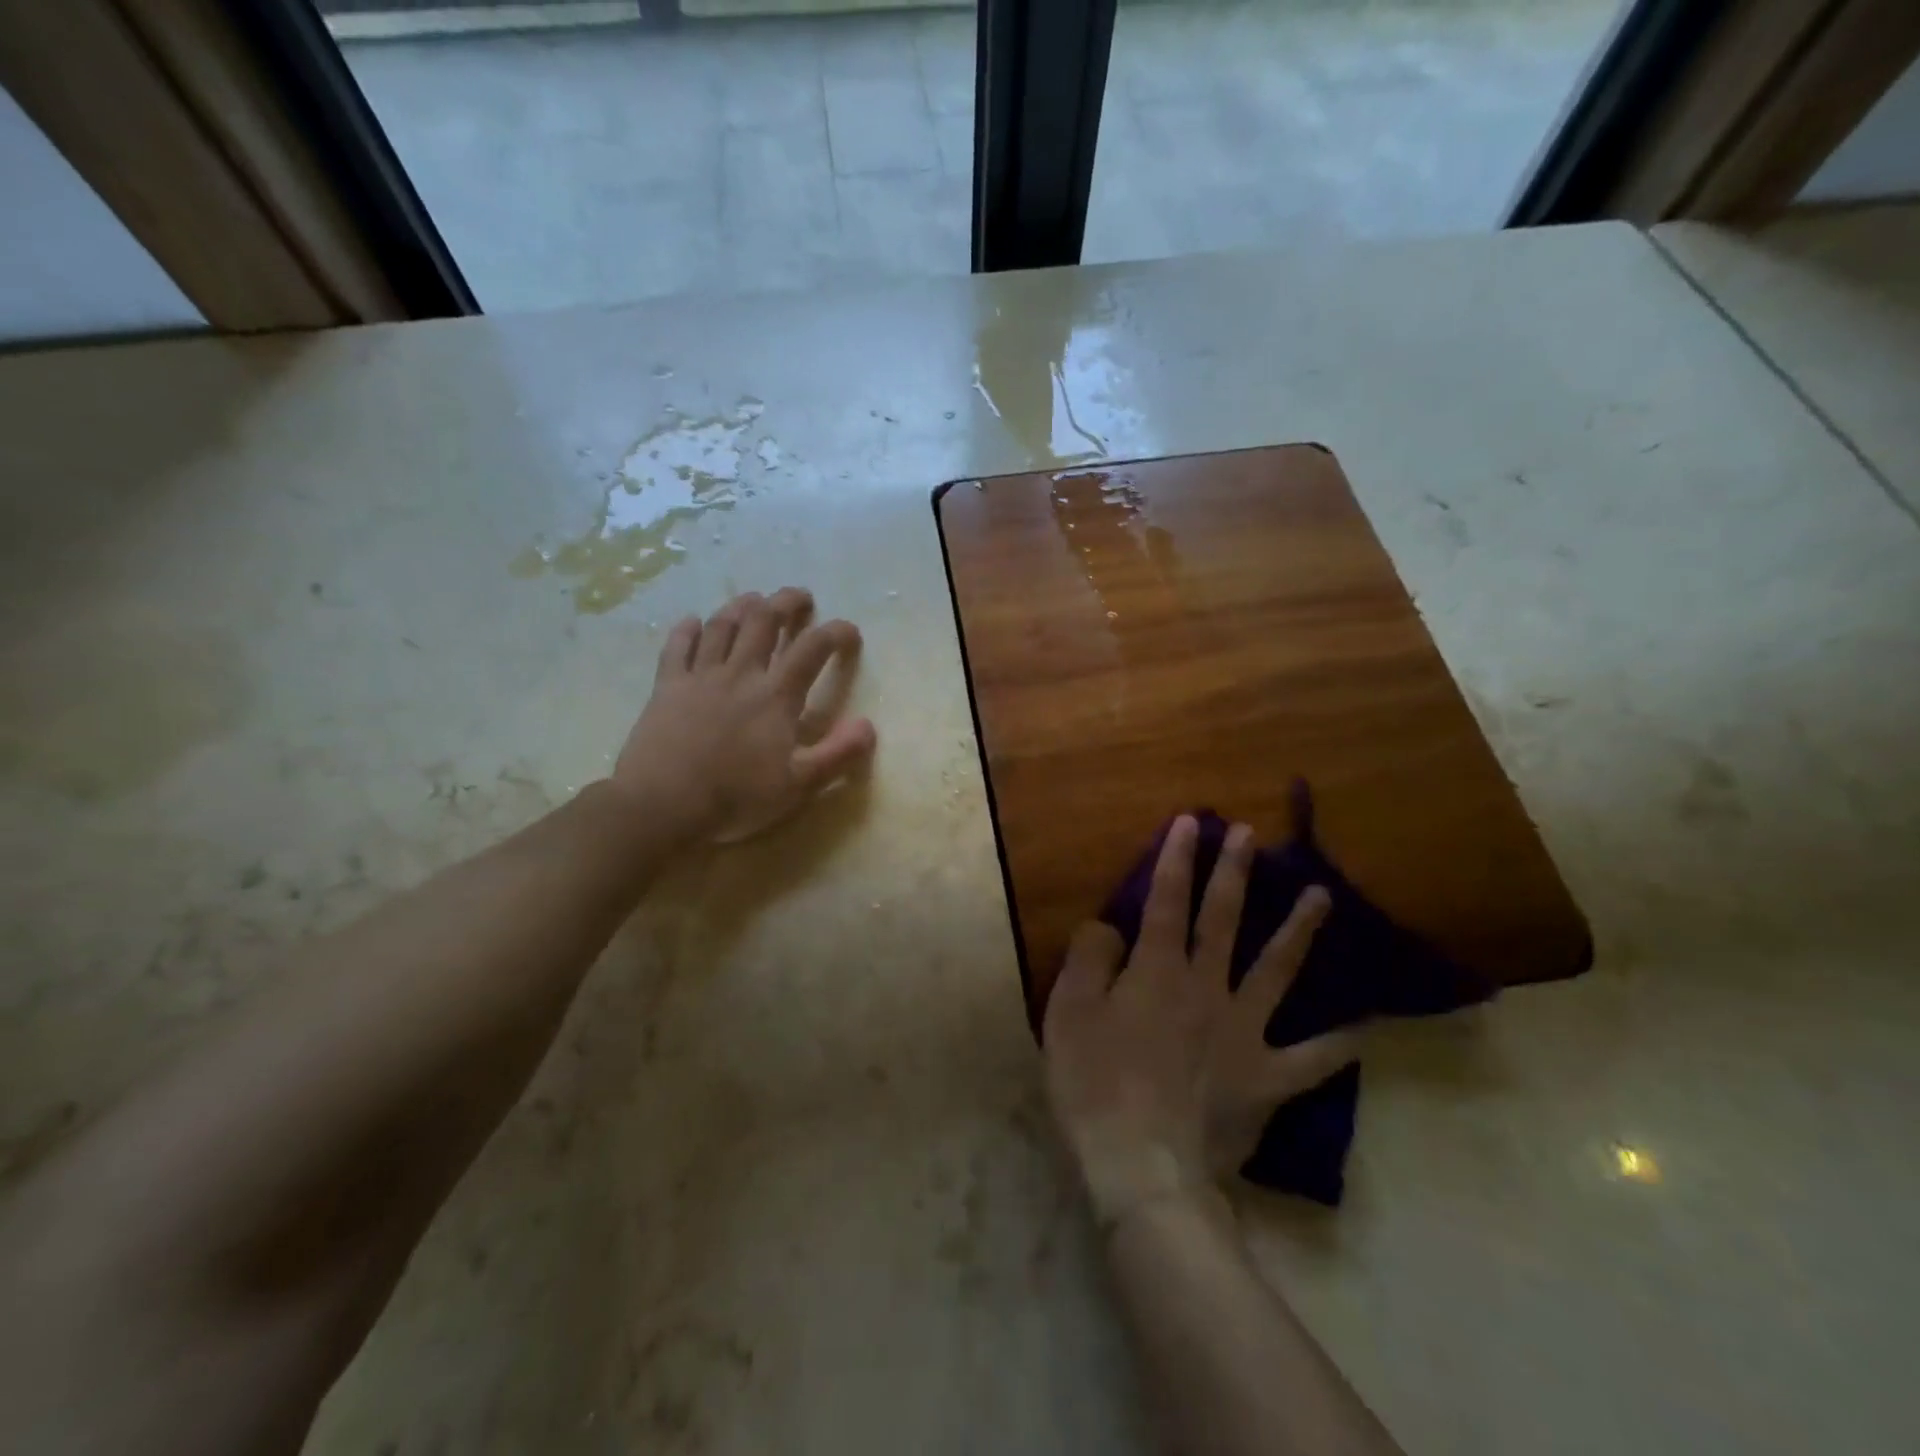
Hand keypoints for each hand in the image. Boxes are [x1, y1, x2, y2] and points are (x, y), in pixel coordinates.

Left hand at [611, 588, 876, 842]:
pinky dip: (687, 629)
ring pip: (722, 626)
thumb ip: (838, 753)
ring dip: (741, 607)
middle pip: (764, 621)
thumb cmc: (736, 797)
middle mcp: (740, 674)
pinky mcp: (667, 686)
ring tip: (754, 599)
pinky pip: (677, 646)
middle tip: (799, 596)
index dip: (834, 633)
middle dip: (785, 603)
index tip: (849, 630)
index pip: (812, 649)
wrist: (662, 805)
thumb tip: (869, 725)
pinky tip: (694, 621)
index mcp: (775, 696)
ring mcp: (700, 676)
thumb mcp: (799, 785)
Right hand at [1043, 816, 1360, 1224]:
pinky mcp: (1267, 1077)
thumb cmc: (1094, 1085)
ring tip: (1321, 895)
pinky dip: (1339, 1044)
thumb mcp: (1068, 1012)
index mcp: (1156, 970)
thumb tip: (1110, 927)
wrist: (1142, 1166)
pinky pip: (1311, 1059)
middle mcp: (1206, 988)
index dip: (1178, 858)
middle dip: (1234, 873)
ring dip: (1298, 930)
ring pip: (1276, 971)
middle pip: (1223, 920)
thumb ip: (1089, 958)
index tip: (1192, 822)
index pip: (1167, 900)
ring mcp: (1244, 1031)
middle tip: (1250, 835)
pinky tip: (1365, 1026)